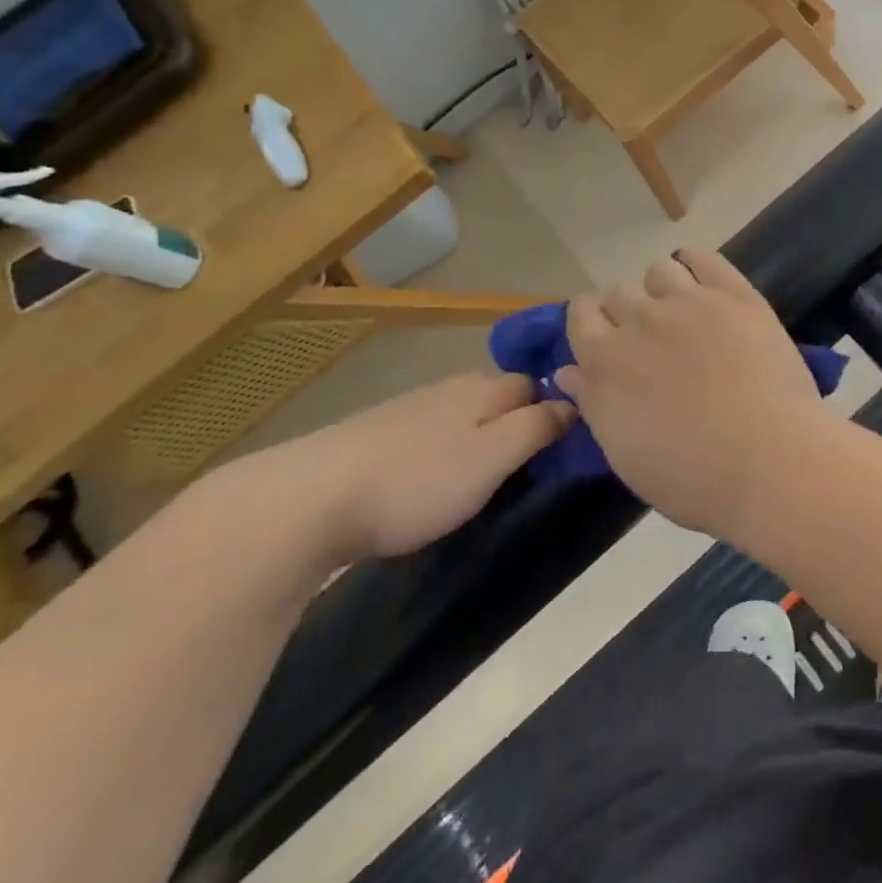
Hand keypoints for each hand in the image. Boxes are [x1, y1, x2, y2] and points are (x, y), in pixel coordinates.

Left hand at [250, 372, 572, 561]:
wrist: (309, 499)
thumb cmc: (416, 481)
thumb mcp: (491, 458)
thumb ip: (536, 427)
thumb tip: (571, 403)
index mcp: (483, 389)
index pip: (534, 383)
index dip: (554, 407)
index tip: (564, 446)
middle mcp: (450, 388)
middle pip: (499, 394)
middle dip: (518, 420)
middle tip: (529, 466)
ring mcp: (410, 408)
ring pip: (463, 412)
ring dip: (480, 435)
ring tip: (486, 476)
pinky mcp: (377, 433)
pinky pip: (431, 432)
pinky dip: (444, 448)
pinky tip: (433, 477)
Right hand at [555, 250, 830, 536]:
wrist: (769, 462)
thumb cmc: (691, 477)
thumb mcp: (624, 454)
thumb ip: (594, 403)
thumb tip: (568, 371)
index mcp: (605, 359)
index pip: (581, 314)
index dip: (591, 323)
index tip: (605, 339)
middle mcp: (640, 319)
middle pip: (618, 292)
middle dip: (626, 312)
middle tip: (651, 341)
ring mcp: (690, 301)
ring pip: (659, 271)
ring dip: (662, 290)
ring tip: (683, 314)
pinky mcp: (735, 295)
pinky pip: (704, 258)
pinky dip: (697, 264)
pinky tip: (704, 281)